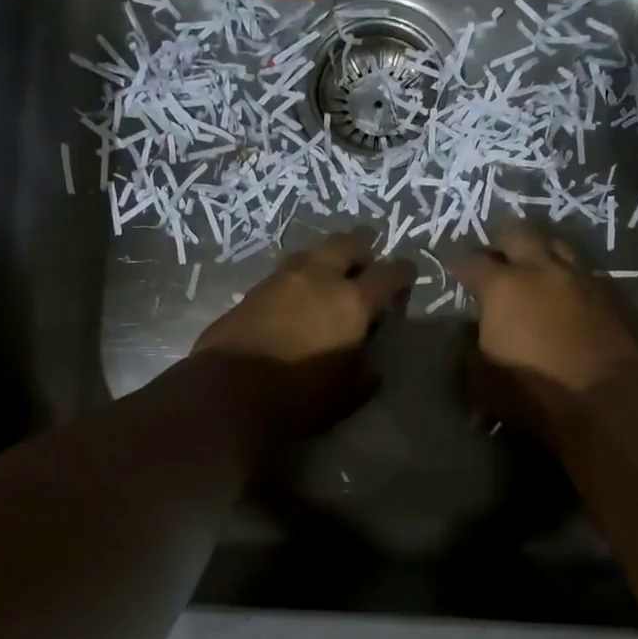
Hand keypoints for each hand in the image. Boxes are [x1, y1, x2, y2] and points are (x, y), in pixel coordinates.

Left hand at [194, 229, 415, 436]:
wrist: (229, 391)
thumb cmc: (299, 396)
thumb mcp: (348, 394)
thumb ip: (365, 372)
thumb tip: (369, 363)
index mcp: (353, 302)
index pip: (389, 274)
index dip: (403, 273)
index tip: (408, 275)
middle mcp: (320, 278)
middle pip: (347, 243)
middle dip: (363, 246)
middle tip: (368, 258)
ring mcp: (282, 279)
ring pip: (312, 251)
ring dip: (327, 256)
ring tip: (330, 271)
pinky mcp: (253, 290)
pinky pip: (285, 271)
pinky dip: (300, 275)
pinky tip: (298, 291)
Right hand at [454, 225, 637, 430]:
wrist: (604, 400)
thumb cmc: (533, 391)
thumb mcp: (483, 377)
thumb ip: (475, 346)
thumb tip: (476, 334)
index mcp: (503, 286)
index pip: (473, 262)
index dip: (461, 266)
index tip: (456, 273)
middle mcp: (541, 270)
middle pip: (519, 234)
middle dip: (503, 244)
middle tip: (496, 260)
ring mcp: (579, 278)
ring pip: (556, 245)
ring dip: (540, 251)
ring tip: (532, 268)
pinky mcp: (608, 295)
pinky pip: (581, 272)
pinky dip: (566, 276)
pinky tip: (562, 292)